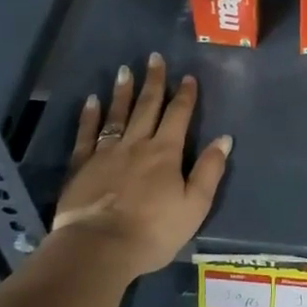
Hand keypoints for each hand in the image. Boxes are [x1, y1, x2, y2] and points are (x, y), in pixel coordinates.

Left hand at [51, 52, 231, 277]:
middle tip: (155, 58)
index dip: (185, 96)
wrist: (99, 248)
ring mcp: (106, 153)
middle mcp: (137, 144)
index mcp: (166, 153)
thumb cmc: (153, 231)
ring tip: (125, 70)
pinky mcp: (81, 166)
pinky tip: (92, 101)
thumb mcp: (195, 205)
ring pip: (117, 115)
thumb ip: (209, 170)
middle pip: (147, 107)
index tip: (188, 77)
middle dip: (154, 82)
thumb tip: (224, 139)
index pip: (179, 116)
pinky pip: (86, 134)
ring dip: (123, 92)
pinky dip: (90, 116)